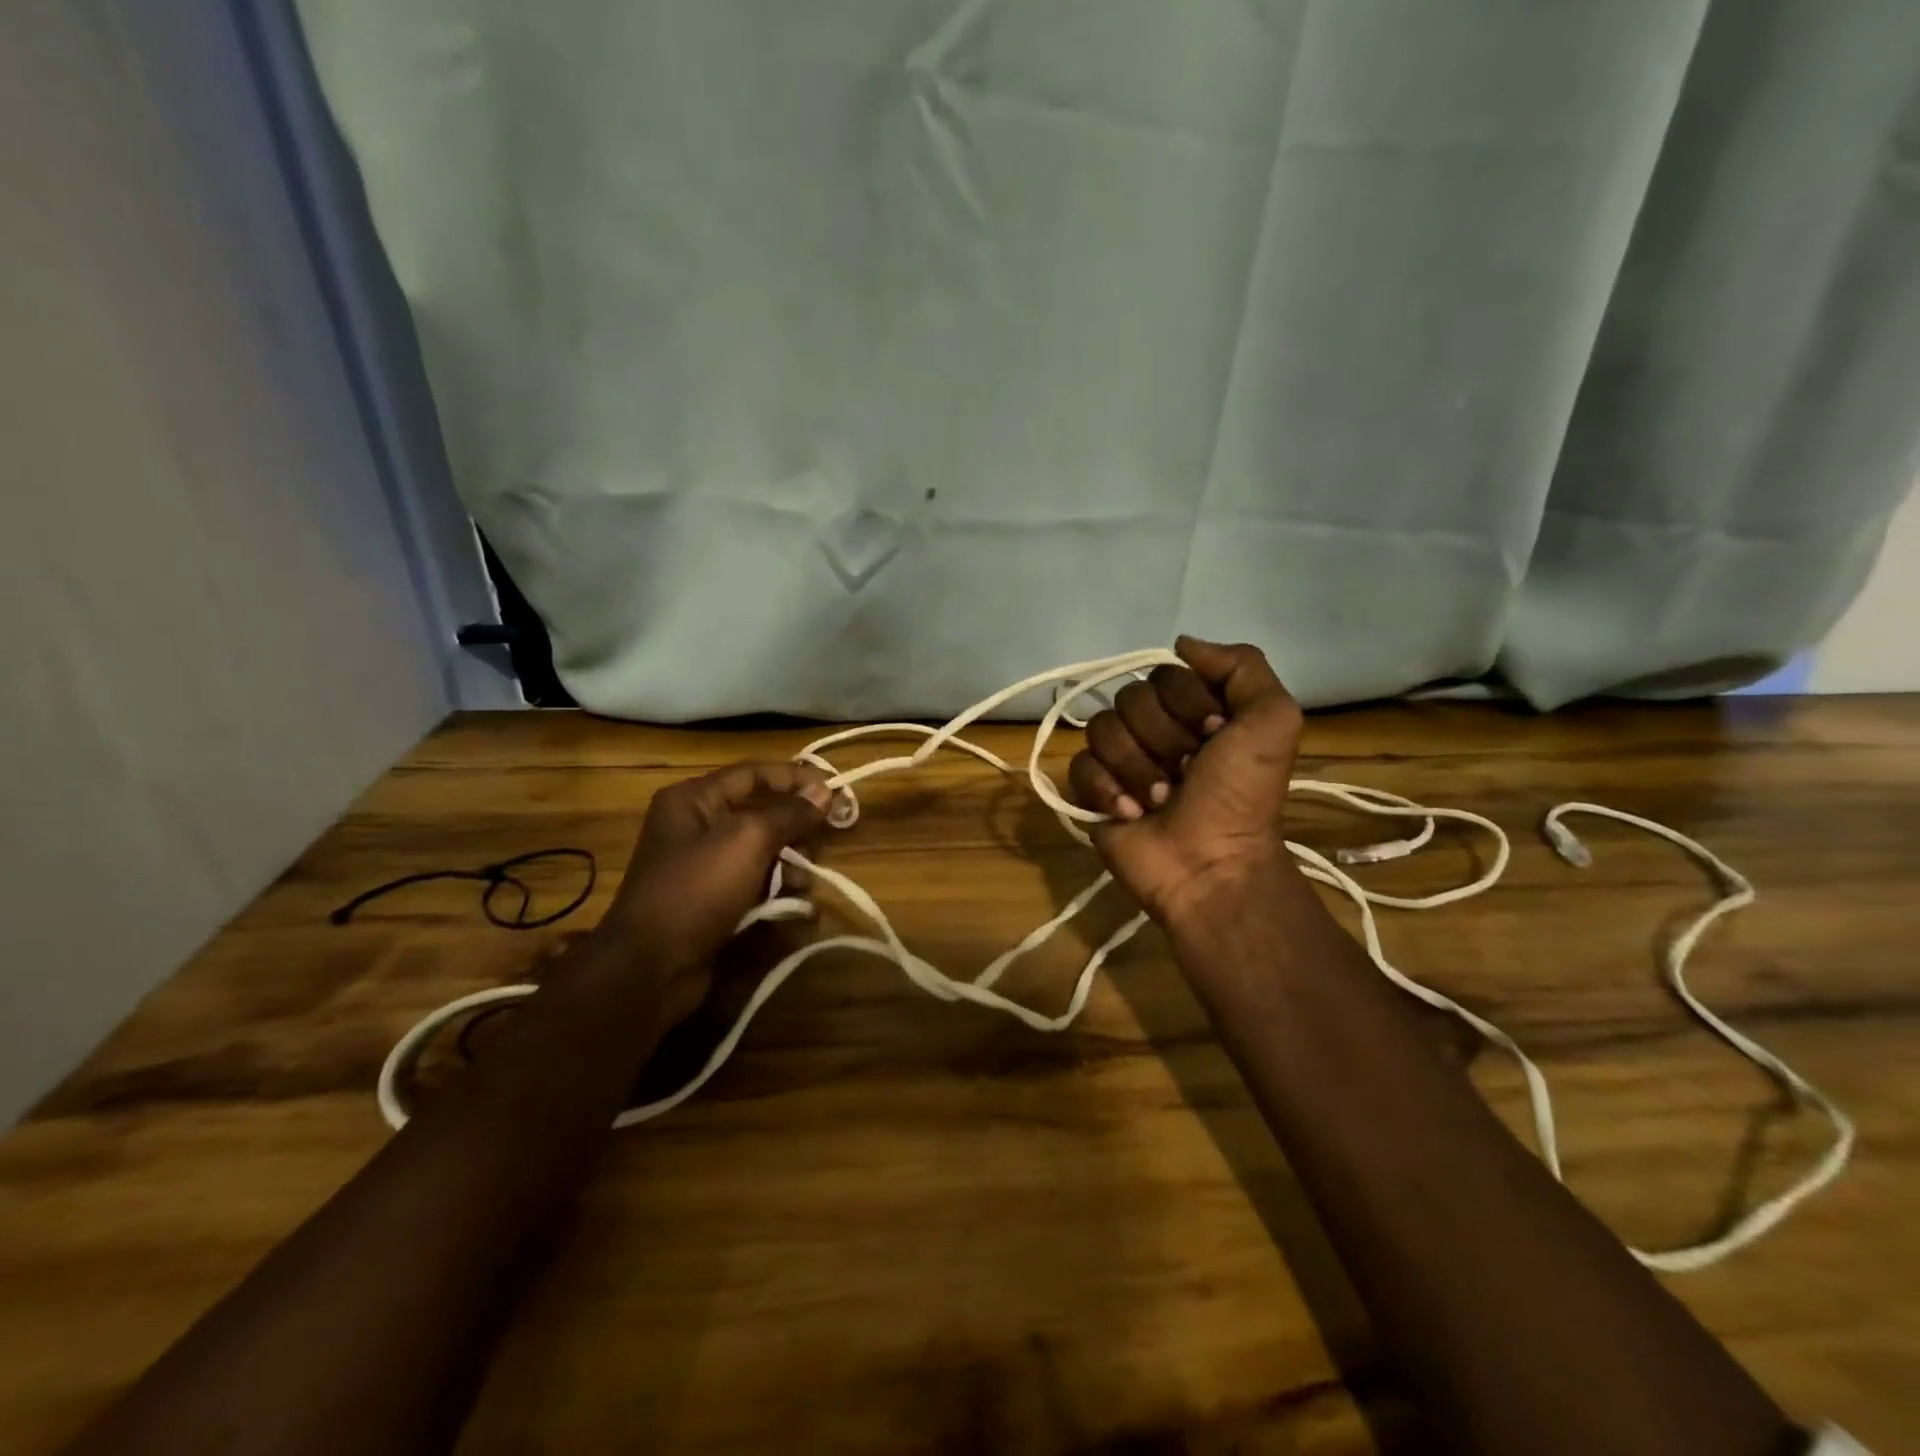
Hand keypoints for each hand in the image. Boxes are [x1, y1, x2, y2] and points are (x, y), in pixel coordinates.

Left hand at [593, 761, 831, 1023]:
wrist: (652, 967)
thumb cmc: (697, 888)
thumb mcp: (748, 840)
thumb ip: (789, 813)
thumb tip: (824, 791)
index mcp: (693, 800)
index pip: (753, 773)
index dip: (795, 777)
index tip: (834, 788)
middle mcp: (696, 826)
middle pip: (761, 813)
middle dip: (795, 828)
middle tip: (825, 838)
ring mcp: (704, 867)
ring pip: (762, 853)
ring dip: (790, 866)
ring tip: (802, 884)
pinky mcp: (713, 902)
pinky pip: (754, 885)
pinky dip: (777, 893)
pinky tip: (796, 908)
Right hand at [1068, 637, 1303, 922]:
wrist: (1210, 865)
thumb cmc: (1241, 796)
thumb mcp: (1272, 720)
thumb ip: (1242, 666)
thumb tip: (1182, 643)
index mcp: (1194, 710)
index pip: (1165, 674)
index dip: (1189, 704)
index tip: (1216, 737)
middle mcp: (1155, 729)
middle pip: (1130, 698)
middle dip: (1163, 739)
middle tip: (1187, 773)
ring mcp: (1120, 760)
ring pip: (1102, 730)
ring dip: (1137, 768)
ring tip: (1161, 800)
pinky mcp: (1092, 791)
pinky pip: (1078, 765)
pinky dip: (1106, 789)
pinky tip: (1131, 814)